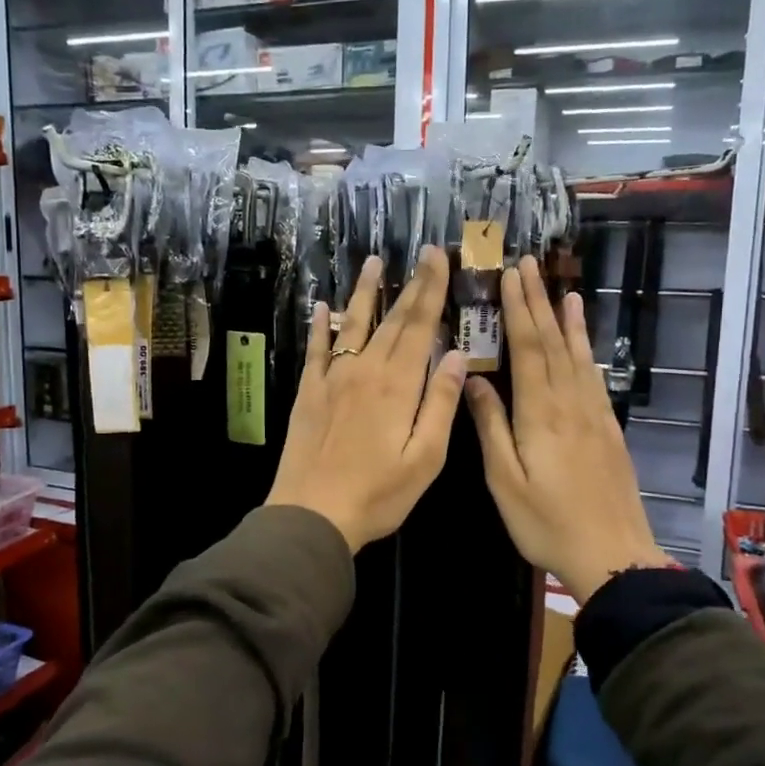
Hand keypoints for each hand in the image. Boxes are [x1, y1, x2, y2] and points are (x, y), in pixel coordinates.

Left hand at [266, 245, 467, 552]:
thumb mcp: (425, 458)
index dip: (431, 289)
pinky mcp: (308, 392)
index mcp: (398, 385)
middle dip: (410, 284)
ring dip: (365, 293)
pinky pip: (316, 350)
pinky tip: (321, 306)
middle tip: (421, 252)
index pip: (420, 326)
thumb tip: (456, 356)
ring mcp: (332, 378)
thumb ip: (440, 404)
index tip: (438, 257)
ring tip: (374, 263)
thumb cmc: (377, 494)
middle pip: (392, 320)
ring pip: (352, 325)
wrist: (312, 513)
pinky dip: (319, 326)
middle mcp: (364, 370)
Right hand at [464, 256, 671, 602]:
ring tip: (563, 290)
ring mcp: (594, 415)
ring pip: (578, 356)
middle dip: (539, 302)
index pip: (529, 348)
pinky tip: (584, 344)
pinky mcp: (608, 429)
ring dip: (567, 321)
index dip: (518, 309)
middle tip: (529, 265)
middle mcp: (570, 404)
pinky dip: (587, 352)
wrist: (614, 555)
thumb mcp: (506, 481)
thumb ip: (491, 427)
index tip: (510, 275)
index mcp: (541, 413)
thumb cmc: (547, 523)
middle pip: (554, 343)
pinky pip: (594, 378)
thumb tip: (474, 380)